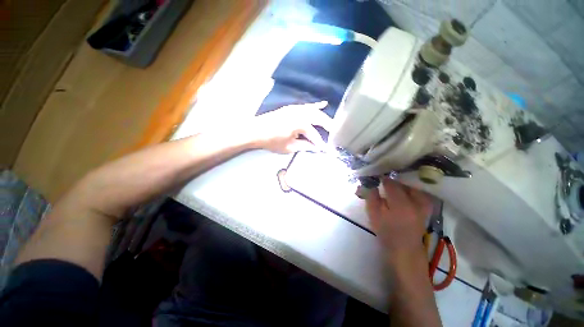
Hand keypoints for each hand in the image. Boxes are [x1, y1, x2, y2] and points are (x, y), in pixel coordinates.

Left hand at [249, 101, 331, 153]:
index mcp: (300, 124)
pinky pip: (306, 106)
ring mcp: (296, 108)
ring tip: (332, 124)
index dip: (320, 143)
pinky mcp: (291, 108)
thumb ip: (304, 146)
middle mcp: (300, 113)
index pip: (314, 135)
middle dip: (328, 126)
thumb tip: (315, 148)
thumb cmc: (271, 141)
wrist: (255, 130)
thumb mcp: (289, 147)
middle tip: (336, 133)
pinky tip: (323, 104)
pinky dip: (315, 105)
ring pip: (314, 111)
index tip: (325, 149)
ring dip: (324, 117)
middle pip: (319, 118)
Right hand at [365, 178, 432, 267]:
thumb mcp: (373, 214)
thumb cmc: (386, 232)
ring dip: (400, 182)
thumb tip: (370, 181)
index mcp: (401, 203)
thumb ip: (371, 195)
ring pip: (411, 184)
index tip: (374, 176)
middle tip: (381, 180)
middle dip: (391, 179)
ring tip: (390, 184)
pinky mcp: (426, 206)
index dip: (381, 178)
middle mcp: (416, 200)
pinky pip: (417, 190)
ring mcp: (424, 203)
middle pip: (403, 181)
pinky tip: (400, 190)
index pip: (390, 182)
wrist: (405, 249)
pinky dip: (408, 187)